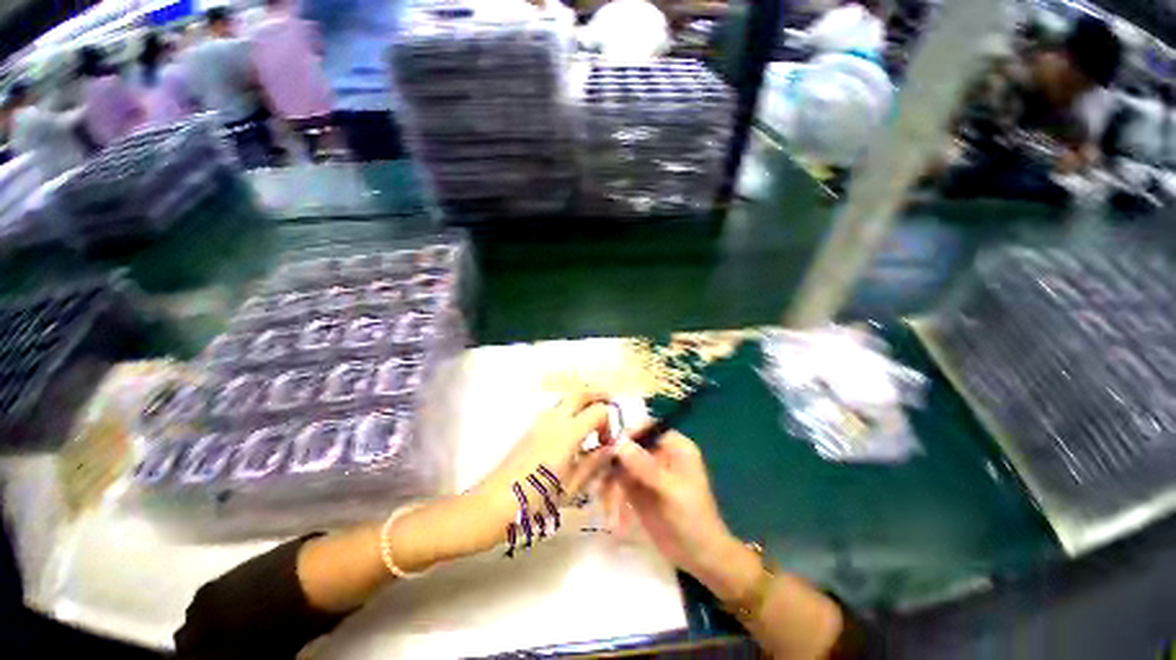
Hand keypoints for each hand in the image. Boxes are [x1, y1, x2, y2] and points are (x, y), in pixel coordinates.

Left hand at [473, 392, 616, 523]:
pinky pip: (556, 410)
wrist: (494, 503)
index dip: (609, 423)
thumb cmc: (536, 500)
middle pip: (580, 393)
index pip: (598, 411)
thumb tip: (610, 450)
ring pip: (567, 399)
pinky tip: (572, 435)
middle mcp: (555, 419)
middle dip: (597, 396)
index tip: (607, 443)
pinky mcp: (532, 427)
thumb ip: (593, 464)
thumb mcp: (571, 487)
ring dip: (583, 403)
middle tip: (609, 407)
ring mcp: (540, 421)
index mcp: (568, 433)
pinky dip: (570, 411)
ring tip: (592, 423)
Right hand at [604, 429, 754, 597]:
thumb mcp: (671, 490)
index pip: (646, 427)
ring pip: (619, 465)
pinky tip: (614, 519)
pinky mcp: (636, 489)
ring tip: (610, 510)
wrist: (699, 556)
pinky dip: (612, 496)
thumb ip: (645, 465)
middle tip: (600, 481)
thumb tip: (619, 443)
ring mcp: (645, 471)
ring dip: (611, 486)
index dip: (627, 432)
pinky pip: (617, 484)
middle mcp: (658, 453)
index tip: (608, 445)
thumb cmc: (692, 518)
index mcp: (674, 446)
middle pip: (628, 445)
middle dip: (613, 463)